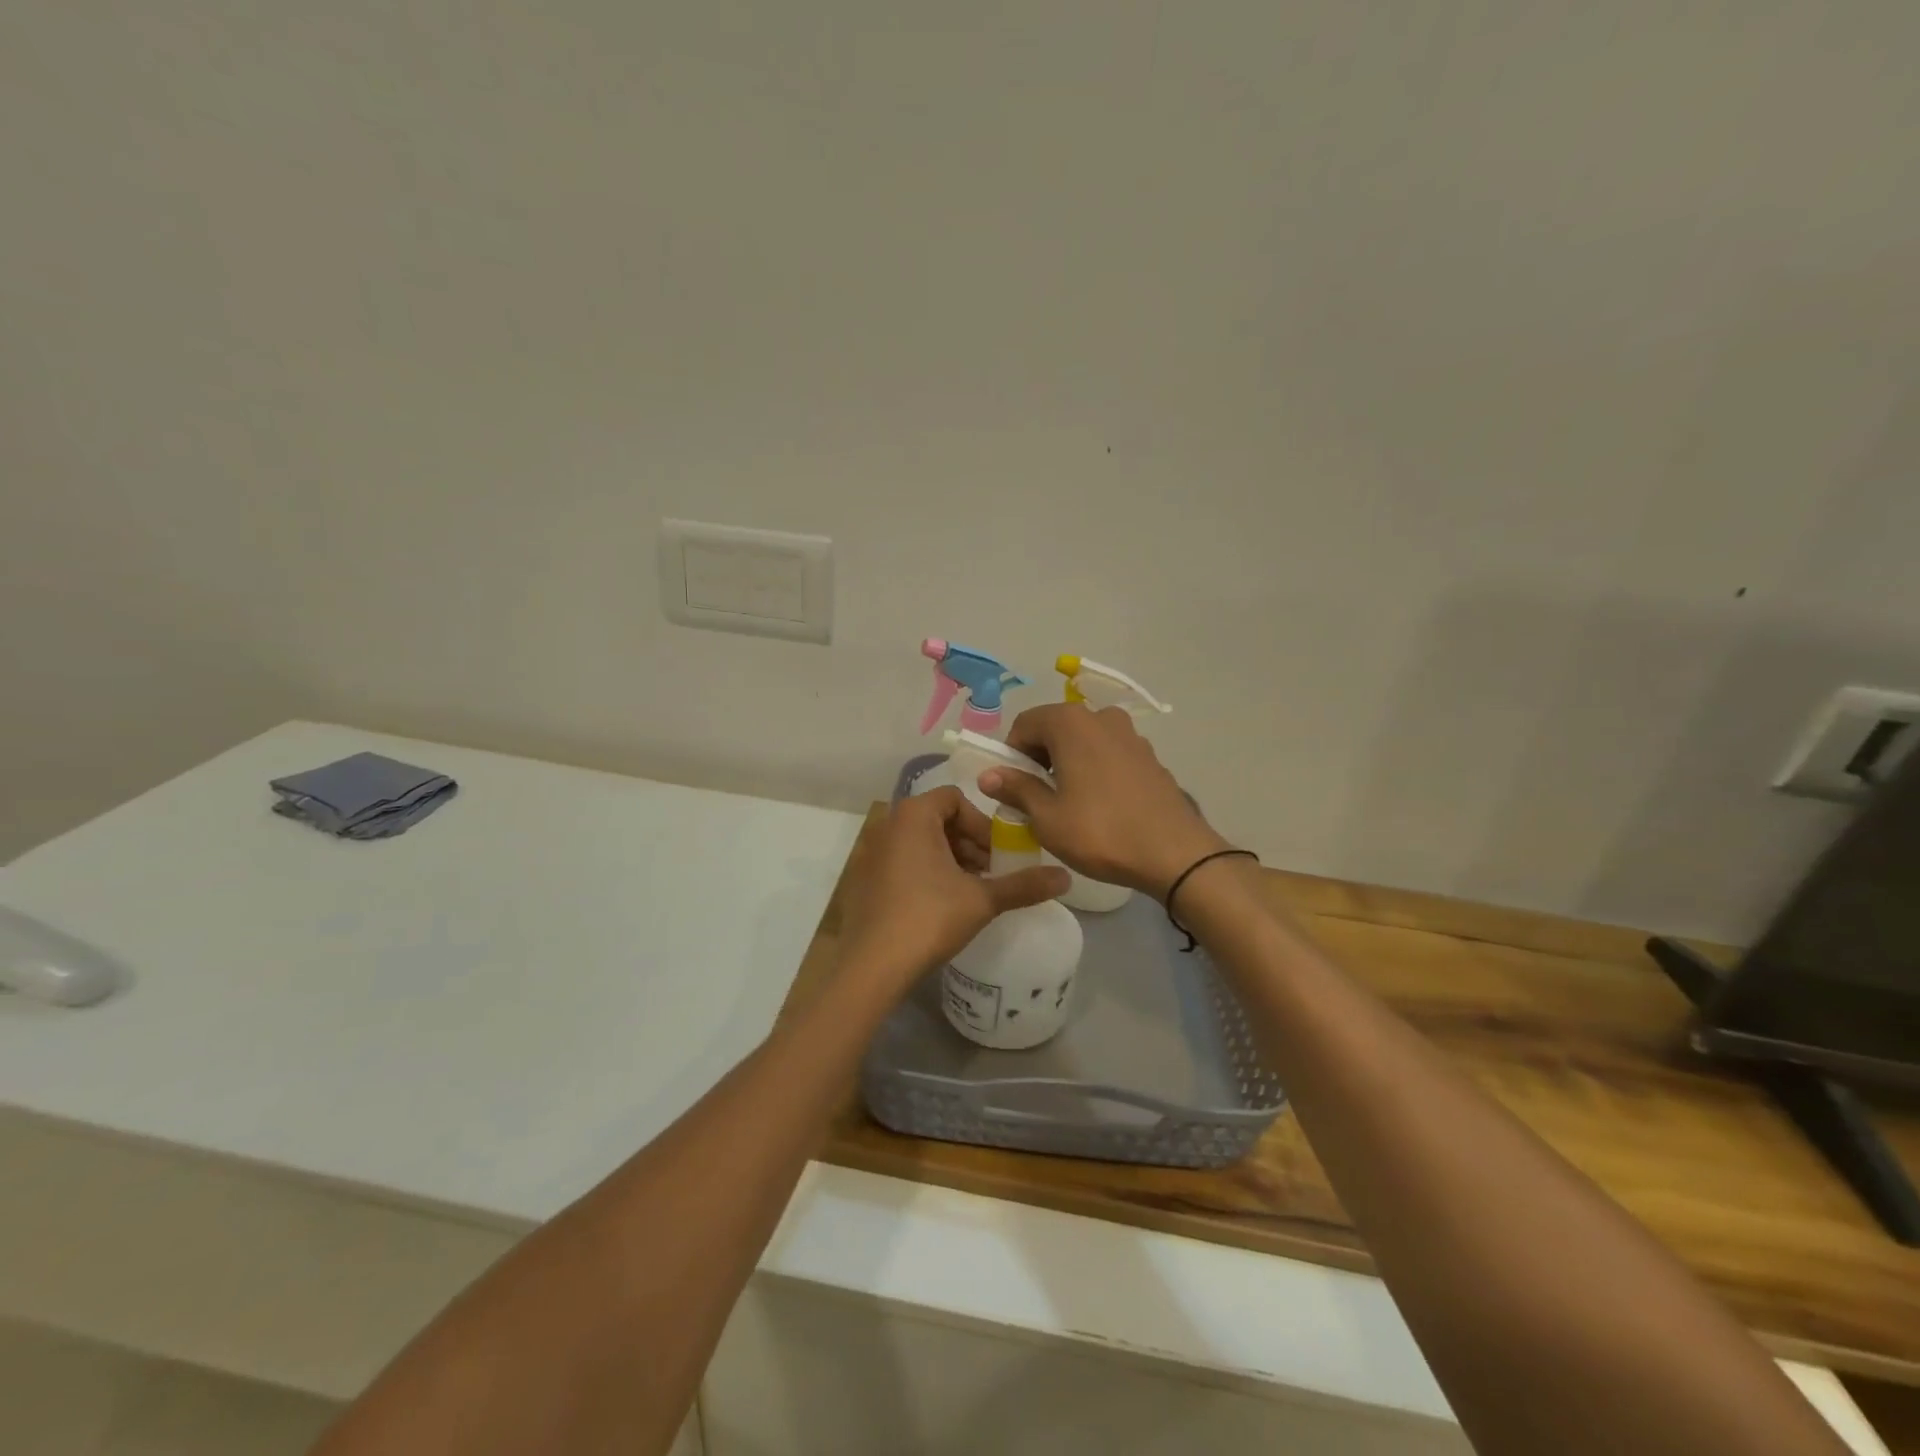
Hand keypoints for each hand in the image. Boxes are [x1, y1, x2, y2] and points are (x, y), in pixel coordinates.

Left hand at [838, 787, 1068, 992]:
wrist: (872, 966)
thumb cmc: (929, 918)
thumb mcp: (982, 899)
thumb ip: (1024, 884)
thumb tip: (1066, 877)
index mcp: (913, 815)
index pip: (955, 799)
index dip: (982, 824)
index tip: (997, 855)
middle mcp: (887, 824)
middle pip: (937, 819)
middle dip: (968, 843)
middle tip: (988, 874)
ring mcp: (870, 852)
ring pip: (919, 842)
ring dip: (949, 858)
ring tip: (968, 891)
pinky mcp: (863, 879)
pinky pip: (901, 861)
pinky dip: (924, 872)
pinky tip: (939, 904)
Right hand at [980, 703, 1229, 897]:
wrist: (1174, 853)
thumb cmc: (1101, 832)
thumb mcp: (1047, 817)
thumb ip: (1016, 789)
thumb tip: (988, 775)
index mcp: (1071, 723)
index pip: (1024, 724)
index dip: (1011, 754)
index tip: (1013, 787)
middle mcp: (1101, 717)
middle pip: (1055, 728)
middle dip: (1039, 758)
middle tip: (1037, 798)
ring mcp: (1130, 734)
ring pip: (1083, 740)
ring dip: (1067, 763)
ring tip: (1068, 802)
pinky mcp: (1149, 755)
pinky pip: (1108, 753)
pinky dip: (1094, 768)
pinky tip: (1099, 804)